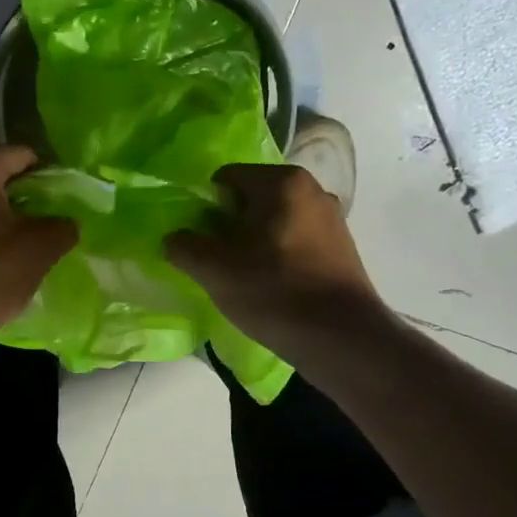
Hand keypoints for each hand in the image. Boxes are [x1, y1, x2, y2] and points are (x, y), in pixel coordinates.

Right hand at [165, 163, 381, 357]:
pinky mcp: (342, 249)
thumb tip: (174, 238)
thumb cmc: (275, 293)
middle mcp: (313, 189)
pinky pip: (295, 242)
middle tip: (218, 263)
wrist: (342, 338)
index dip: (205, 208)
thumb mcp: (215, 271)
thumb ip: (184, 247)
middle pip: (251, 200)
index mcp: (283, 182)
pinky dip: (278, 258)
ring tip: (244, 279)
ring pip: (274, 223)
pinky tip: (273, 288)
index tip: (200, 242)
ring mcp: (332, 219)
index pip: (226, 178)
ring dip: (253, 245)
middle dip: (229, 227)